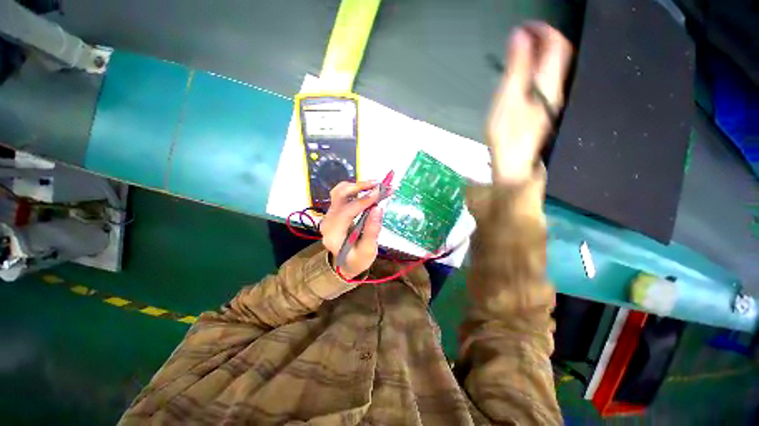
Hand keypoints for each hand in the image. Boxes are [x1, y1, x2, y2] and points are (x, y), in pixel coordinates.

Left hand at [320, 181, 382, 278]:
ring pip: (339, 192)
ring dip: (357, 186)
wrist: (346, 264)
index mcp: (334, 233)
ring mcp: (329, 215)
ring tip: (374, 186)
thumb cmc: (358, 260)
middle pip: (339, 196)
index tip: (380, 192)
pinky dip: (355, 189)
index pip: (347, 211)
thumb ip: (372, 231)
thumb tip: (378, 208)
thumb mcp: (367, 250)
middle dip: (360, 187)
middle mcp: (328, 221)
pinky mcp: (334, 212)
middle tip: (378, 185)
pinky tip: (367, 190)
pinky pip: (342, 195)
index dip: (363, 200)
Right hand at [487, 22, 572, 183]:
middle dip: (543, 40)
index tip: (526, 25)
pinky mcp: (541, 112)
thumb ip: (517, 67)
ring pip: (551, 69)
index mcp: (548, 83)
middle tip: (522, 36)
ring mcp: (549, 102)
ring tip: (521, 51)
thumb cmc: (508, 133)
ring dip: (539, 55)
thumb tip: (520, 36)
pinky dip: (535, 70)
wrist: (513, 163)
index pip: (556, 46)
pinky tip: (522, 75)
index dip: (545, 31)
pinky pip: (543, 82)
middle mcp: (554, 89)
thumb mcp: (508, 98)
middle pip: (557, 56)